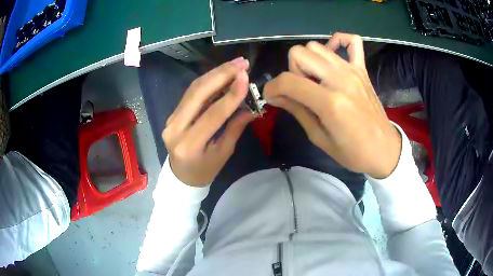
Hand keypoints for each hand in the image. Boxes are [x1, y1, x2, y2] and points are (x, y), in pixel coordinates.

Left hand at [163, 57, 255, 186]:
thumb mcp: (223, 153)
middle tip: (242, 63)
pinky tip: (222, 73)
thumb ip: (235, 127)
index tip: (246, 77)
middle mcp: (175, 128)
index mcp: (189, 145)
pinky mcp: (172, 114)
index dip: (231, 94)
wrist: (181, 176)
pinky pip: (191, 93)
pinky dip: (208, 80)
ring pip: (193, 89)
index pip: (213, 115)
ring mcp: (171, 119)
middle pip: (198, 94)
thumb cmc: (205, 170)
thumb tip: (251, 106)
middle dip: (221, 74)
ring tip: (235, 63)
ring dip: (215, 73)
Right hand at [264, 33, 400, 178]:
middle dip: (291, 71)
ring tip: (315, 79)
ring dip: (308, 60)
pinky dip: (338, 42)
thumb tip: (275, 96)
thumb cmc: (352, 152)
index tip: (272, 97)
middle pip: (299, 53)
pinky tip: (333, 56)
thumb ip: (297, 110)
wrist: (383, 149)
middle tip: (299, 89)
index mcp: (330, 102)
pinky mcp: (362, 69)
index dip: (272, 88)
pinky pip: (352, 41)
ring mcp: (353, 70)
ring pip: (316, 46)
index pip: (288, 80)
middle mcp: (340, 79)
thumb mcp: (319, 137)